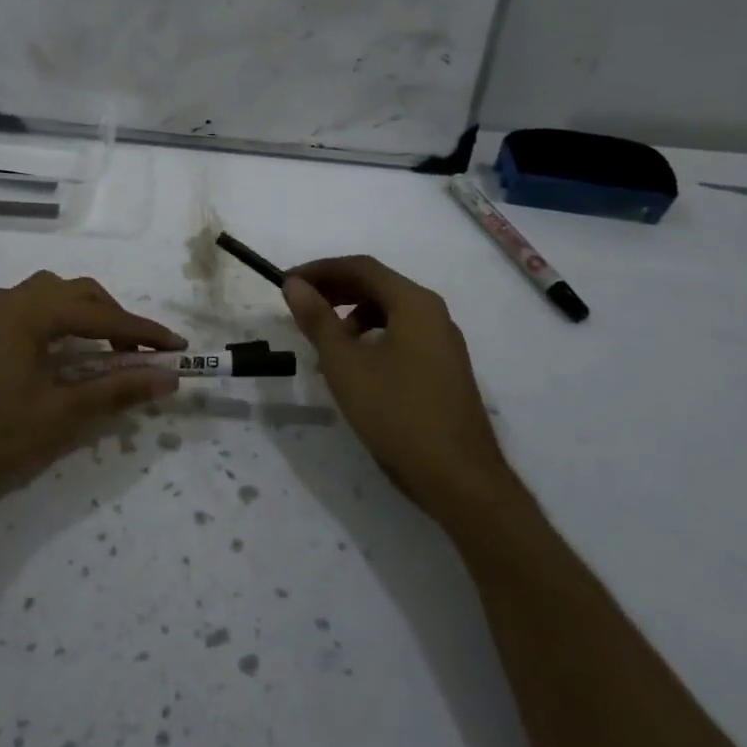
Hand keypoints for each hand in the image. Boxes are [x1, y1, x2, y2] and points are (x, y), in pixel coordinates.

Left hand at [0, 271, 184, 519]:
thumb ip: (114, 391)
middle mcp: (9, 299)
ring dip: (86, 318)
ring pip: (51, 299)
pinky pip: (30, 313)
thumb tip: (166, 378)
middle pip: (77, 294)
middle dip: (115, 319)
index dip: (143, 332)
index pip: (101, 315)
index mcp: (30, 310)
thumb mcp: (56, 416)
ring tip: (109, 351)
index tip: (178, 348)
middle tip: (143, 353)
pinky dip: (60, 326)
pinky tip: (65, 356)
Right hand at [283, 256, 512, 514]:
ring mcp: (443, 343)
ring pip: (390, 312)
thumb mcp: (345, 364)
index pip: (362, 267)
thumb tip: (295, 284)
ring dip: (352, 315)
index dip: (320, 269)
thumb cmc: (397, 413)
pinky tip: (354, 366)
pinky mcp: (444, 370)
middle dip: (335, 289)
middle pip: (378, 286)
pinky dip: (372, 337)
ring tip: (323, 340)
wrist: (459, 479)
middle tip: (300, 304)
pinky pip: (402, 336)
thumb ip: (318, 319)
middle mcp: (434, 314)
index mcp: (415, 304)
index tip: (288, 282)